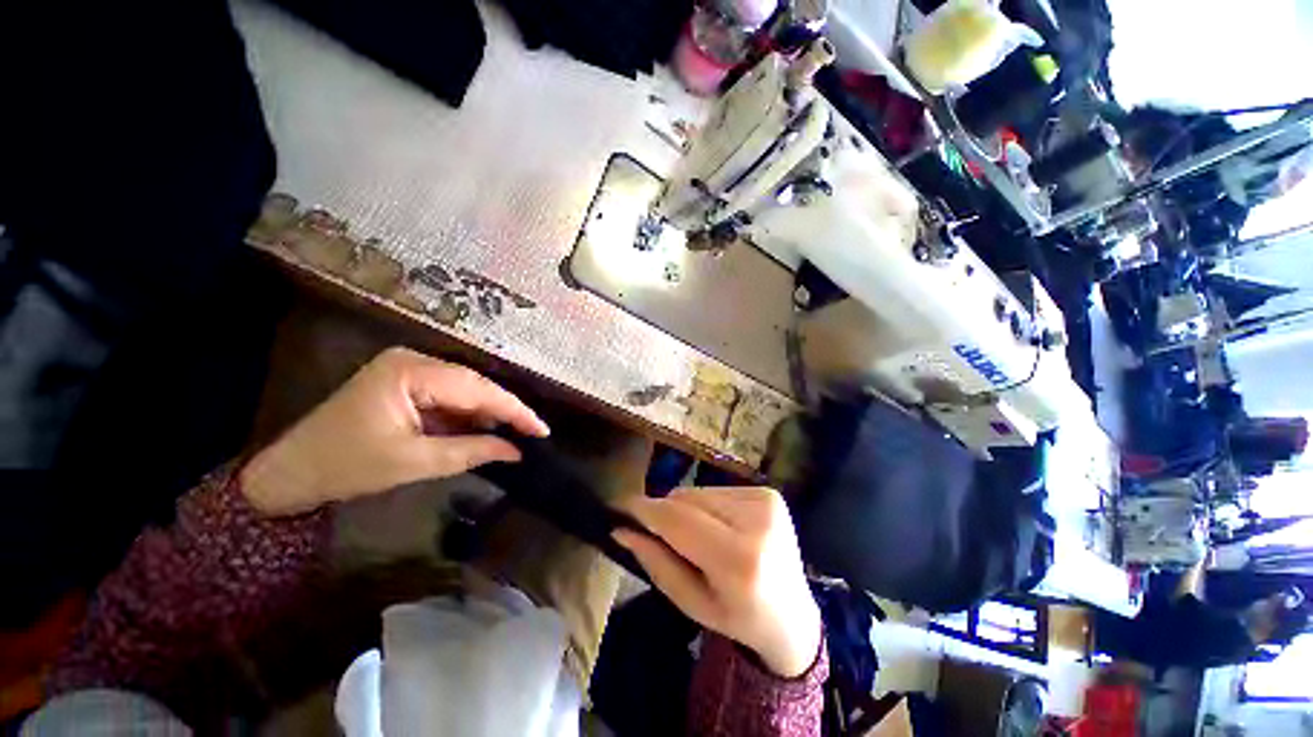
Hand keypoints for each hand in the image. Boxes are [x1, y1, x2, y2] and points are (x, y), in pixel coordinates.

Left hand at [240, 347, 548, 515]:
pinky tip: (485, 429)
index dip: (514, 410)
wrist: (292, 472)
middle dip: (504, 410)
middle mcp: (414, 361)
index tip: (542, 430)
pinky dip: (468, 415)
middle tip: (533, 433)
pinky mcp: (408, 384)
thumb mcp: (415, 462)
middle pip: (475, 385)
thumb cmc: (347, 466)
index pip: (477, 389)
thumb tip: (517, 451)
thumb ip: (472, 452)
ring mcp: (410, 370)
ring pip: (466, 390)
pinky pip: (450, 397)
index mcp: (411, 372)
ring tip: (516, 433)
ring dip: (488, 413)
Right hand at [614, 487, 821, 677]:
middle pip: (686, 500)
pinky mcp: (769, 493)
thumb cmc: (738, 618)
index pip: (679, 521)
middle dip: (665, 513)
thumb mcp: (692, 603)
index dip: (646, 510)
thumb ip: (655, 563)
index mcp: (739, 561)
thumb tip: (623, 529)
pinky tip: (721, 528)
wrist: (792, 614)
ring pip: (699, 492)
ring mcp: (766, 502)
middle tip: (661, 535)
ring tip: (700, 538)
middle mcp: (756, 522)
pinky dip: (708, 507)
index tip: (620, 505)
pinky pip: (717, 491)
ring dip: (687, 510)